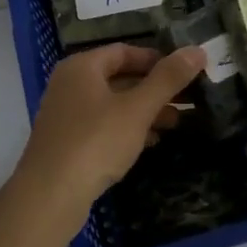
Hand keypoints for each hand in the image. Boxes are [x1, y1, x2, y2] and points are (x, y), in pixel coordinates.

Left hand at [13, 42, 206, 229]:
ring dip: (144, 110)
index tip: (185, 72)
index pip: (124, 51)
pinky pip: (103, 126)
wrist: (49, 196)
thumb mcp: (137, 109)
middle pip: (119, 77)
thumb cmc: (95, 142)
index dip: (156, 59)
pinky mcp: (67, 142)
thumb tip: (197, 50)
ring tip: (176, 121)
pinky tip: (150, 142)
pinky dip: (127, 129)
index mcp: (82, 67)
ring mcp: (66, 115)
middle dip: (154, 88)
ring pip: (113, 104)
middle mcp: (70, 84)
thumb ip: (167, 79)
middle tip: (188, 98)